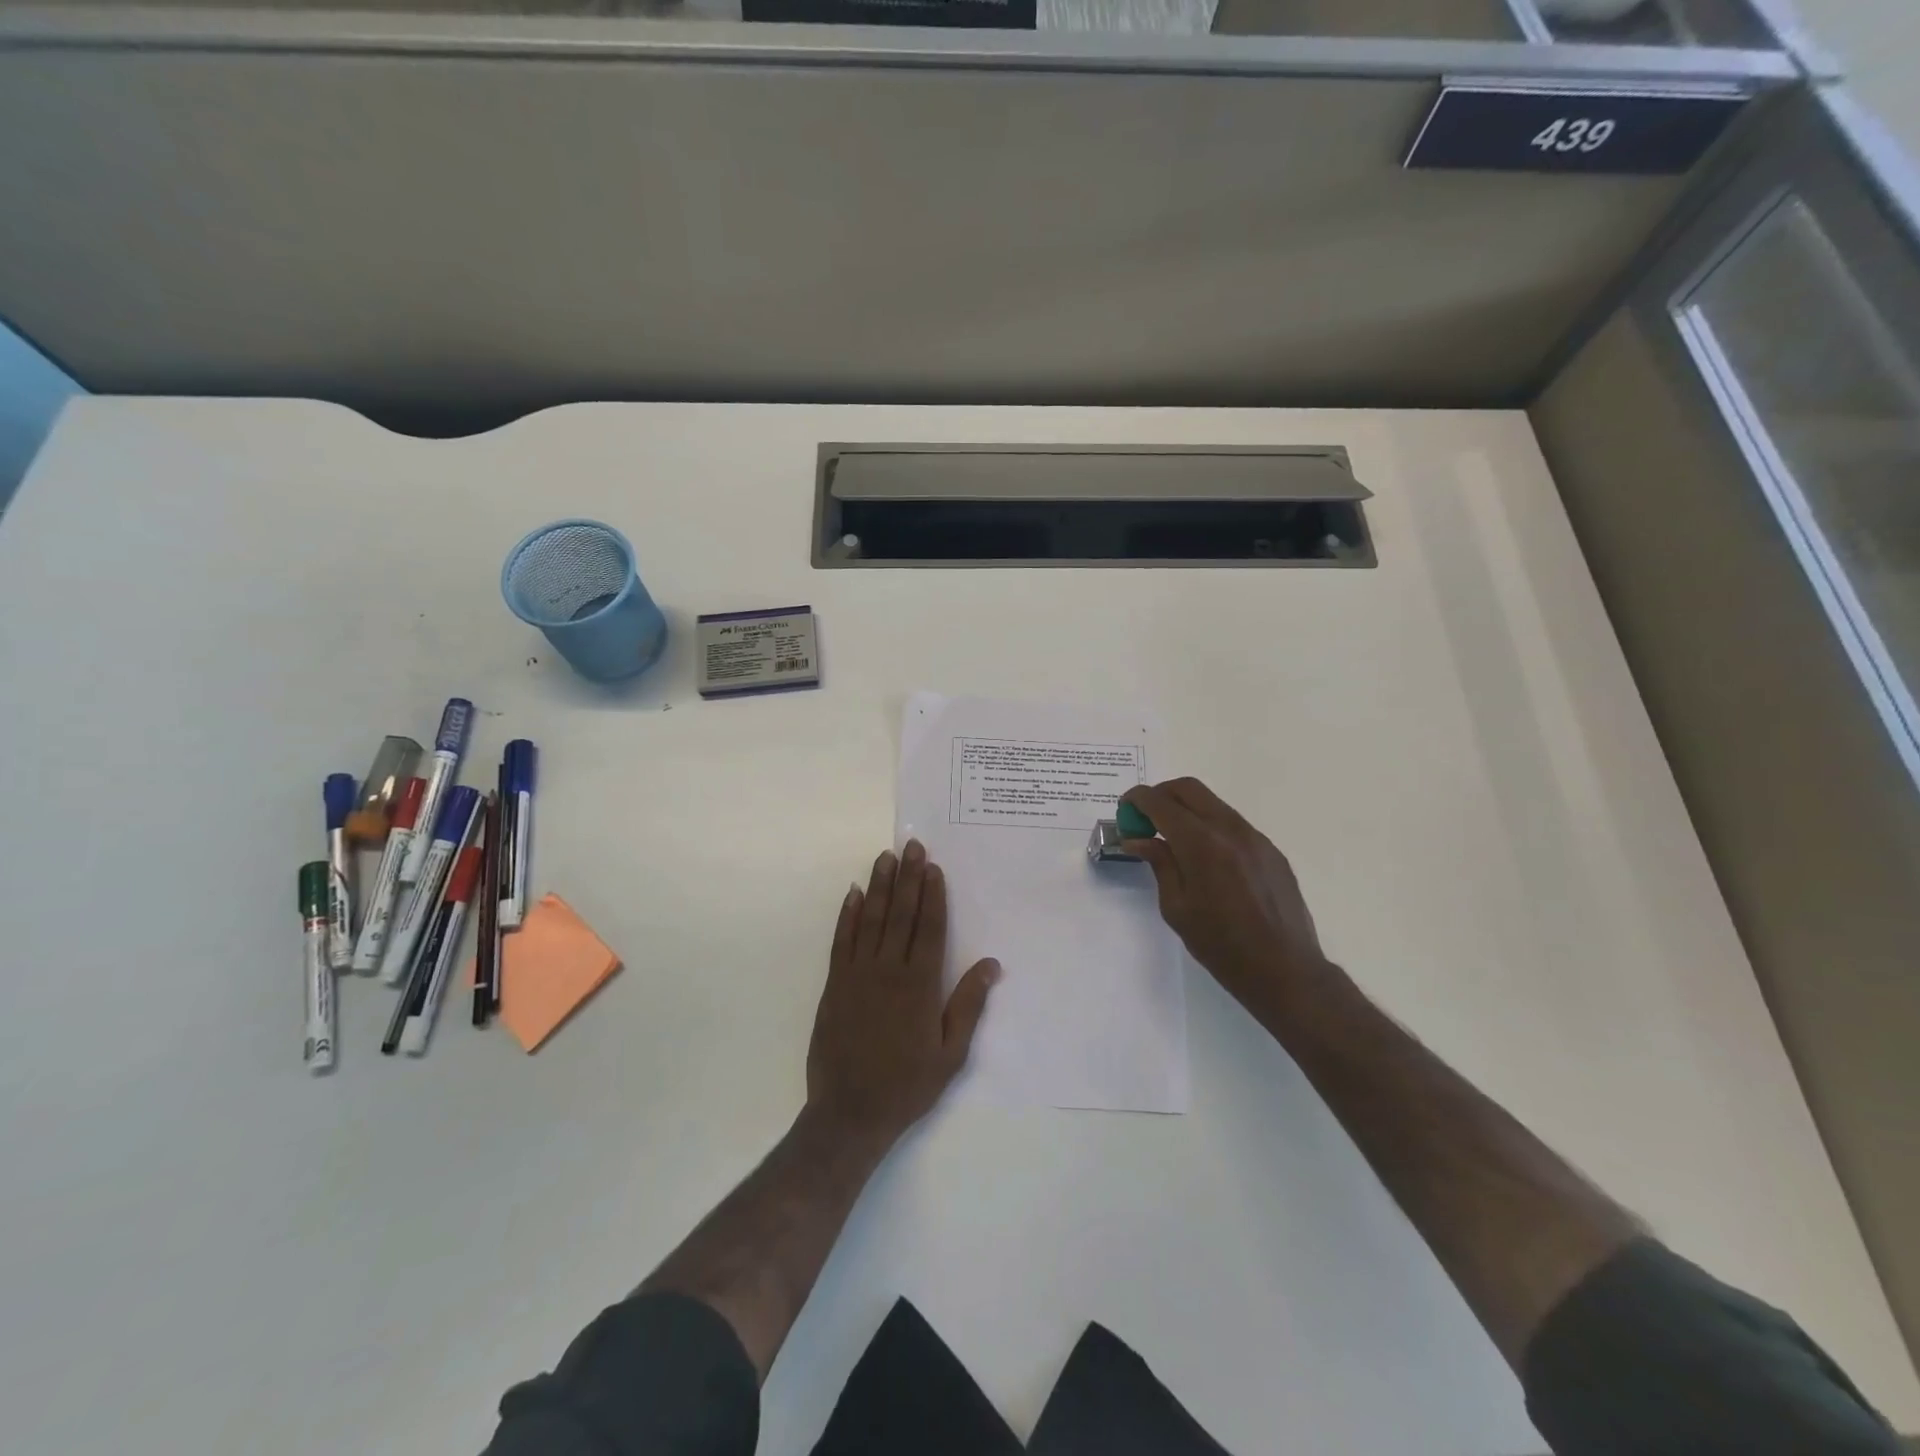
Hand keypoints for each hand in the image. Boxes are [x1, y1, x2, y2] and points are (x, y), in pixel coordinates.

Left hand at [805, 840, 998, 1154]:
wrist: (850, 1113)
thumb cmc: (907, 1085)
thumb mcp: (950, 1054)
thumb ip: (968, 1005)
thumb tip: (991, 964)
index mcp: (920, 986)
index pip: (929, 929)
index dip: (932, 895)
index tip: (934, 867)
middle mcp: (888, 971)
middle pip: (900, 915)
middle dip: (908, 878)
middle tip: (912, 846)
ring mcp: (857, 975)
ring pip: (870, 920)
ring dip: (879, 886)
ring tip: (885, 857)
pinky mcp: (834, 985)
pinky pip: (841, 941)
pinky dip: (847, 915)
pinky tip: (853, 893)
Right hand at [1121, 778, 1334, 1020]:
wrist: (1285, 971)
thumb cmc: (1222, 946)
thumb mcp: (1177, 908)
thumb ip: (1159, 864)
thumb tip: (1138, 839)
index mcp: (1202, 845)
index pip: (1161, 803)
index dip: (1137, 800)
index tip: (1124, 810)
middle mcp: (1230, 830)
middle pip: (1189, 789)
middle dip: (1161, 795)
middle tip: (1144, 818)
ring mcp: (1256, 838)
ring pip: (1213, 804)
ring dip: (1186, 809)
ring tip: (1172, 839)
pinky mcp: (1271, 850)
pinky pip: (1233, 824)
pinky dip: (1210, 826)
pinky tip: (1205, 858)